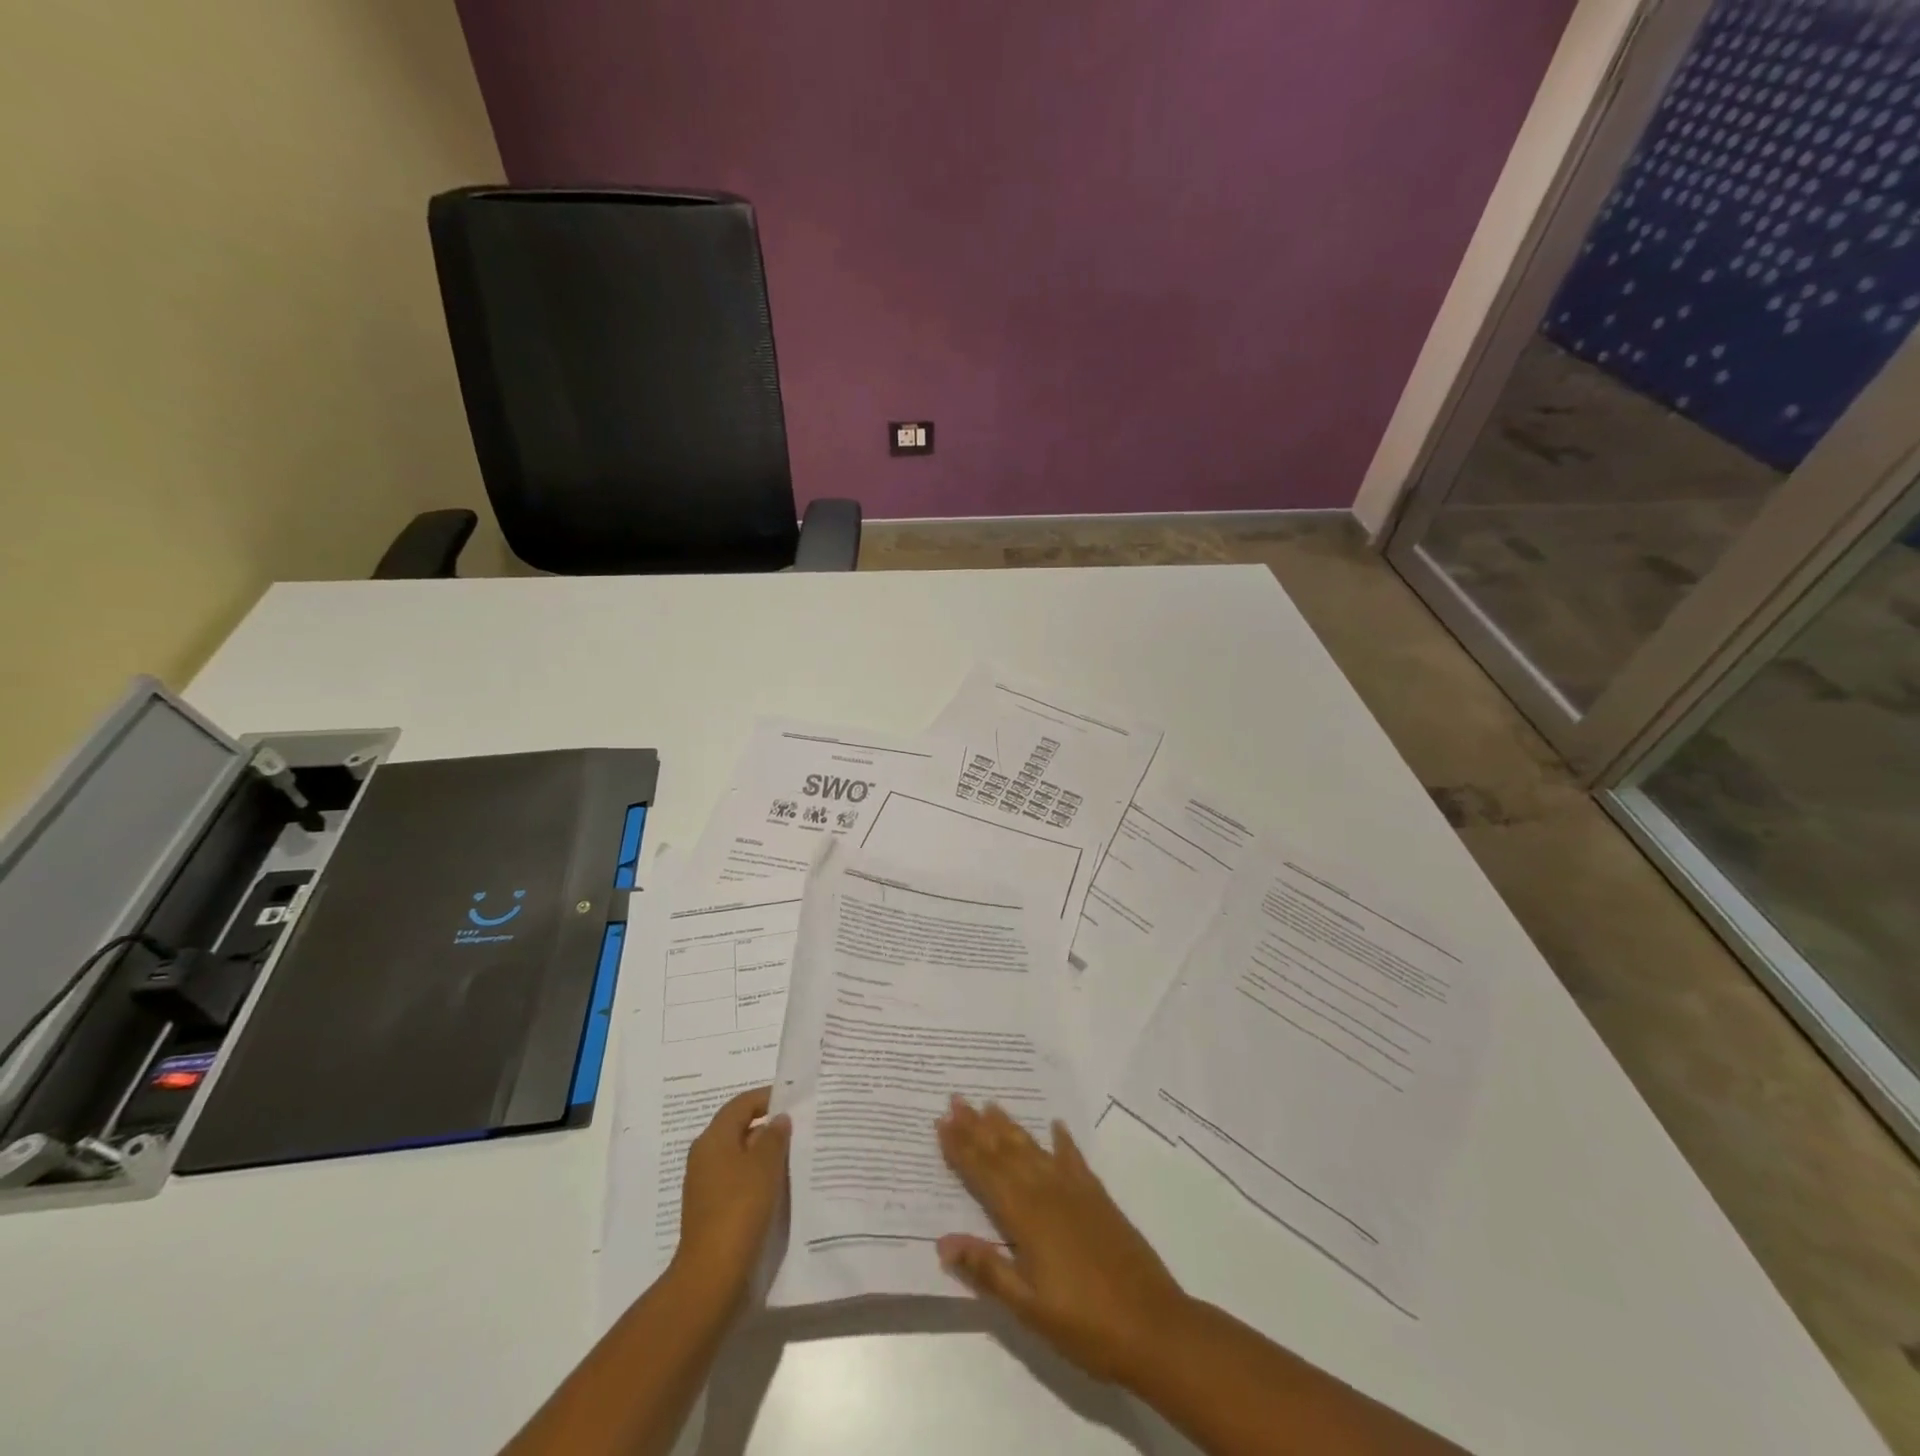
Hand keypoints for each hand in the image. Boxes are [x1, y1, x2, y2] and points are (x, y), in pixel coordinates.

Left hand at [673, 1086, 790, 1306]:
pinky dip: (759, 1177)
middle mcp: (705, 1156)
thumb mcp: (764, 1166)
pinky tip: (781, 1186)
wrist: (712, 1275)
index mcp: (713, 1139)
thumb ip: (775, 1136)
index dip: (768, 1097)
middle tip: (802, 1128)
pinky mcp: (713, 1210)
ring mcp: (707, 1185)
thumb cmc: (739, 1209)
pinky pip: (739, 1180)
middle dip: (770, 1127)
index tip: (797, 1100)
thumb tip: (779, 1119)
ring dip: (766, 1154)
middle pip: (740, 1128)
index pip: (742, 1104)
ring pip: (741, 1156)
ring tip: (797, 1156)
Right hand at [936, 1096, 1189, 1386]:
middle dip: (978, 1126)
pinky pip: (1074, 1159)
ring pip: (1034, 1149)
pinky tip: (1056, 1126)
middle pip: (1006, 1153)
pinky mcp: (1099, 1198)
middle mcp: (1048, 1193)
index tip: (941, 1122)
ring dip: (1010, 1127)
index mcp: (1026, 1217)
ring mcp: (1076, 1192)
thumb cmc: (1086, 1325)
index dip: (961, 1149)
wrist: (1155, 1327)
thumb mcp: (1029, 1307)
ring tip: (991, 1104)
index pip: (985, 1174)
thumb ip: (988, 1270)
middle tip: (957, 1099)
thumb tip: (944, 1241)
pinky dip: (1062, 1141)